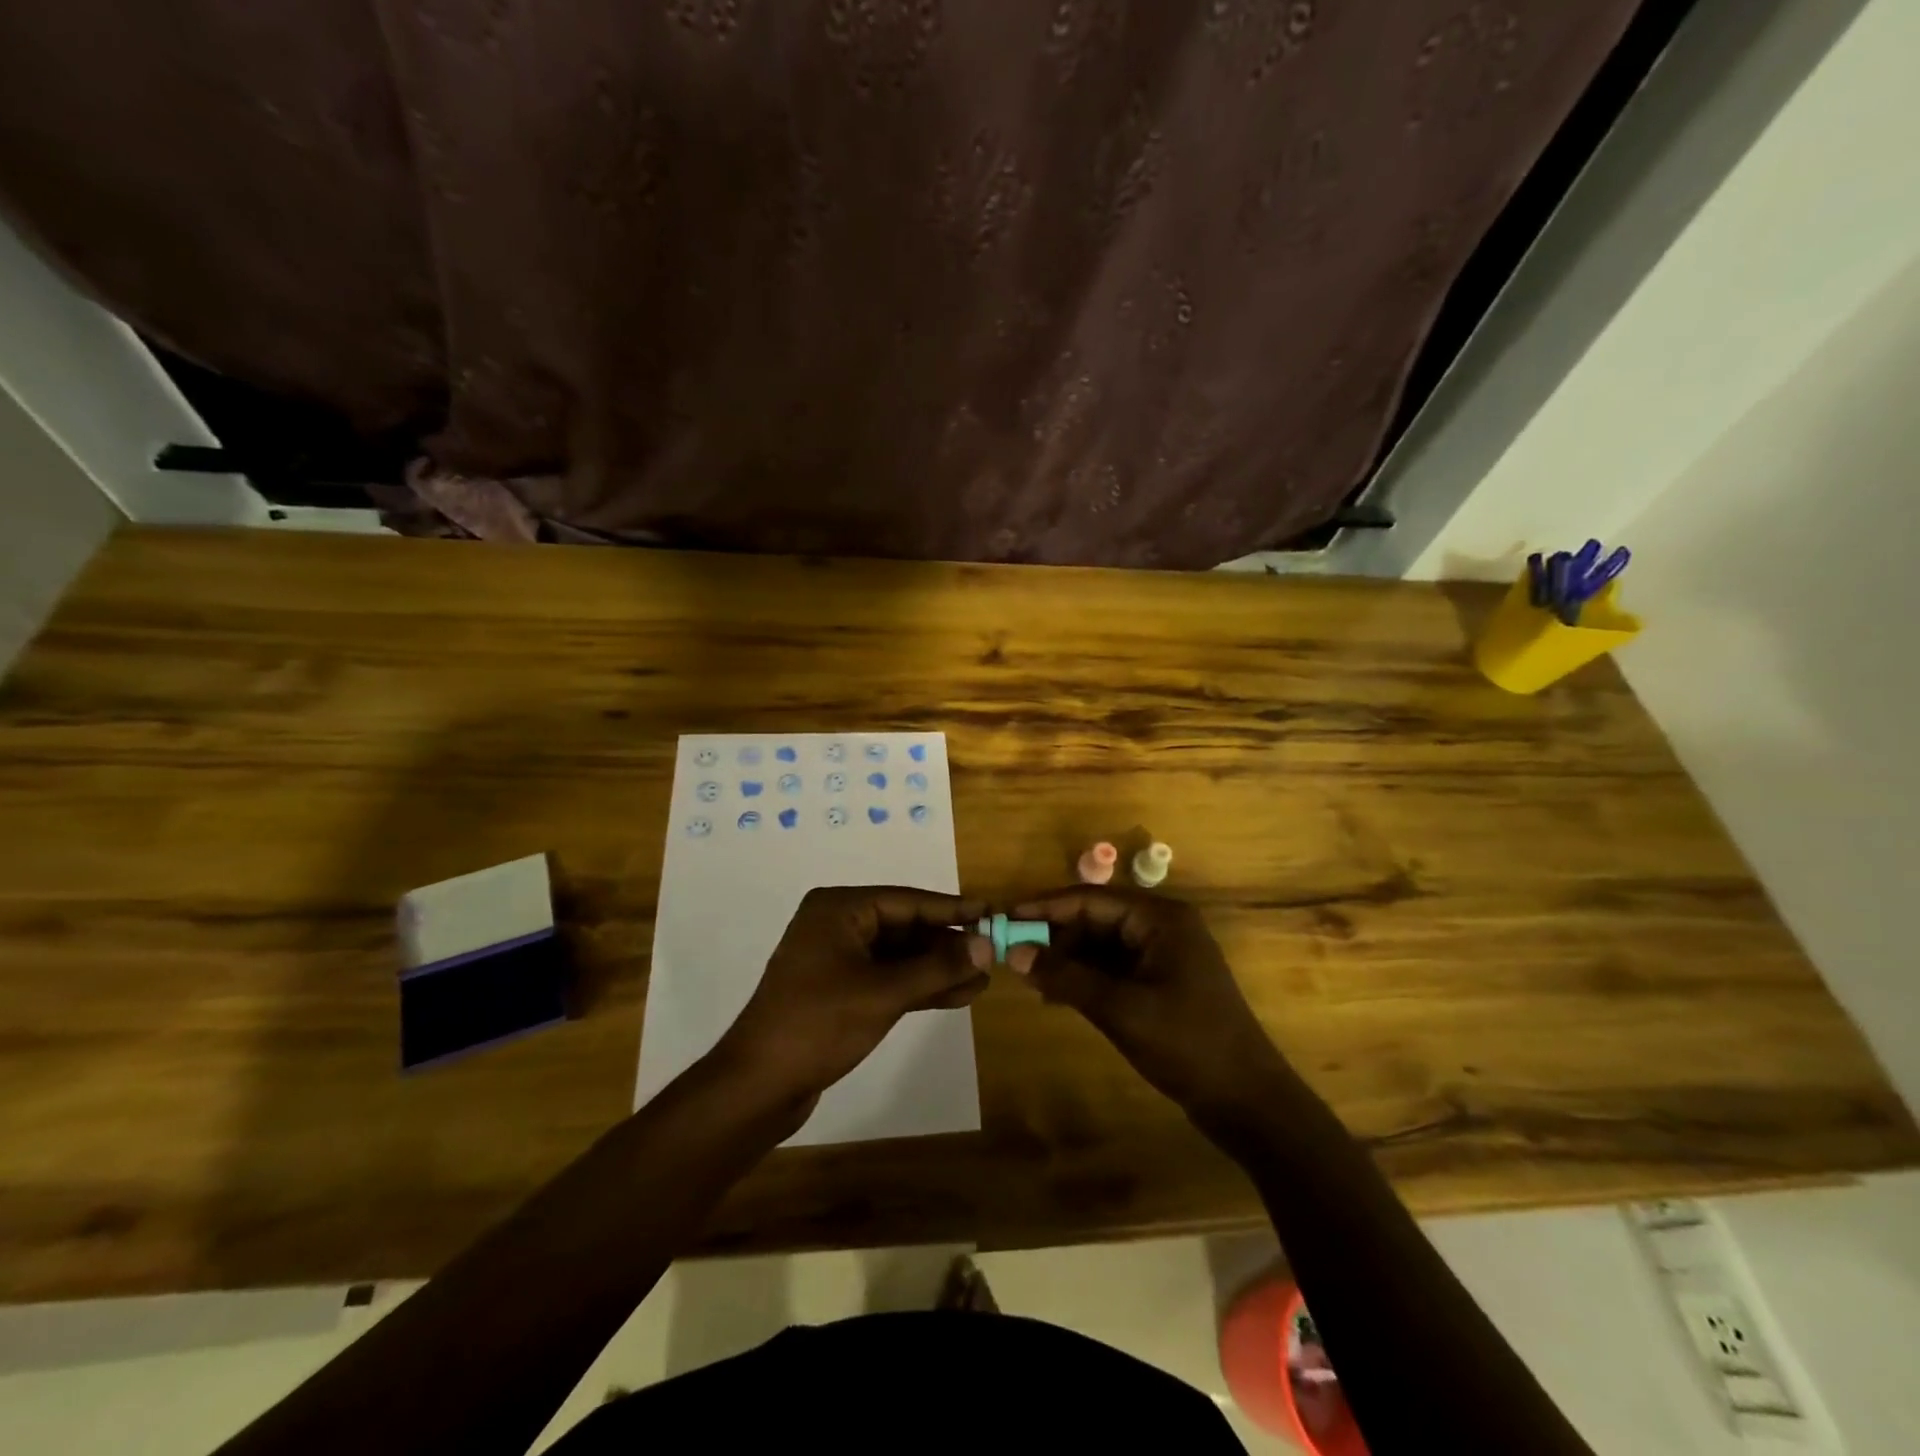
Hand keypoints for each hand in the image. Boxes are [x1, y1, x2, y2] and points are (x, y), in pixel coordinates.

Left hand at [714, 886, 991, 1107]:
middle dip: (947, 944)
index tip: (990, 912)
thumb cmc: (820, 1024)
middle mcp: (837, 925)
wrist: (759, 1085)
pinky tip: (957, 996)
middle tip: (991, 953)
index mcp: (839, 909)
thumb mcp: (885, 993)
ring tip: (982, 979)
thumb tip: (987, 945)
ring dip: (937, 969)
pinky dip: (919, 987)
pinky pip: (888, 979)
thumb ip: (938, 967)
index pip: (907, 901)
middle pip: (904, 927)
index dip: (951, 908)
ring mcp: (837, 960)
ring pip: (899, 956)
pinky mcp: (840, 991)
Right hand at [1006, 887, 1288, 1115]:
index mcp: (1160, 918)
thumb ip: (1066, 977)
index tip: (1004, 916)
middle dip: (1055, 936)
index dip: (1045, 907)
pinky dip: (1085, 978)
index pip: (1090, 899)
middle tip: (1014, 955)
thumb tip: (1015, 953)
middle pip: (1095, 919)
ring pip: (1101, 944)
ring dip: (1067, 959)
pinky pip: (1113, 967)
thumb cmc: (1187, 1044)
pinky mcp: (1161, 982)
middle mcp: (1162, 927)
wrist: (1248, 1101)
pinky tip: (1057, 995)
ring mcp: (1163, 955)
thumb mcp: (1120, 1009)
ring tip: (1031, 980)